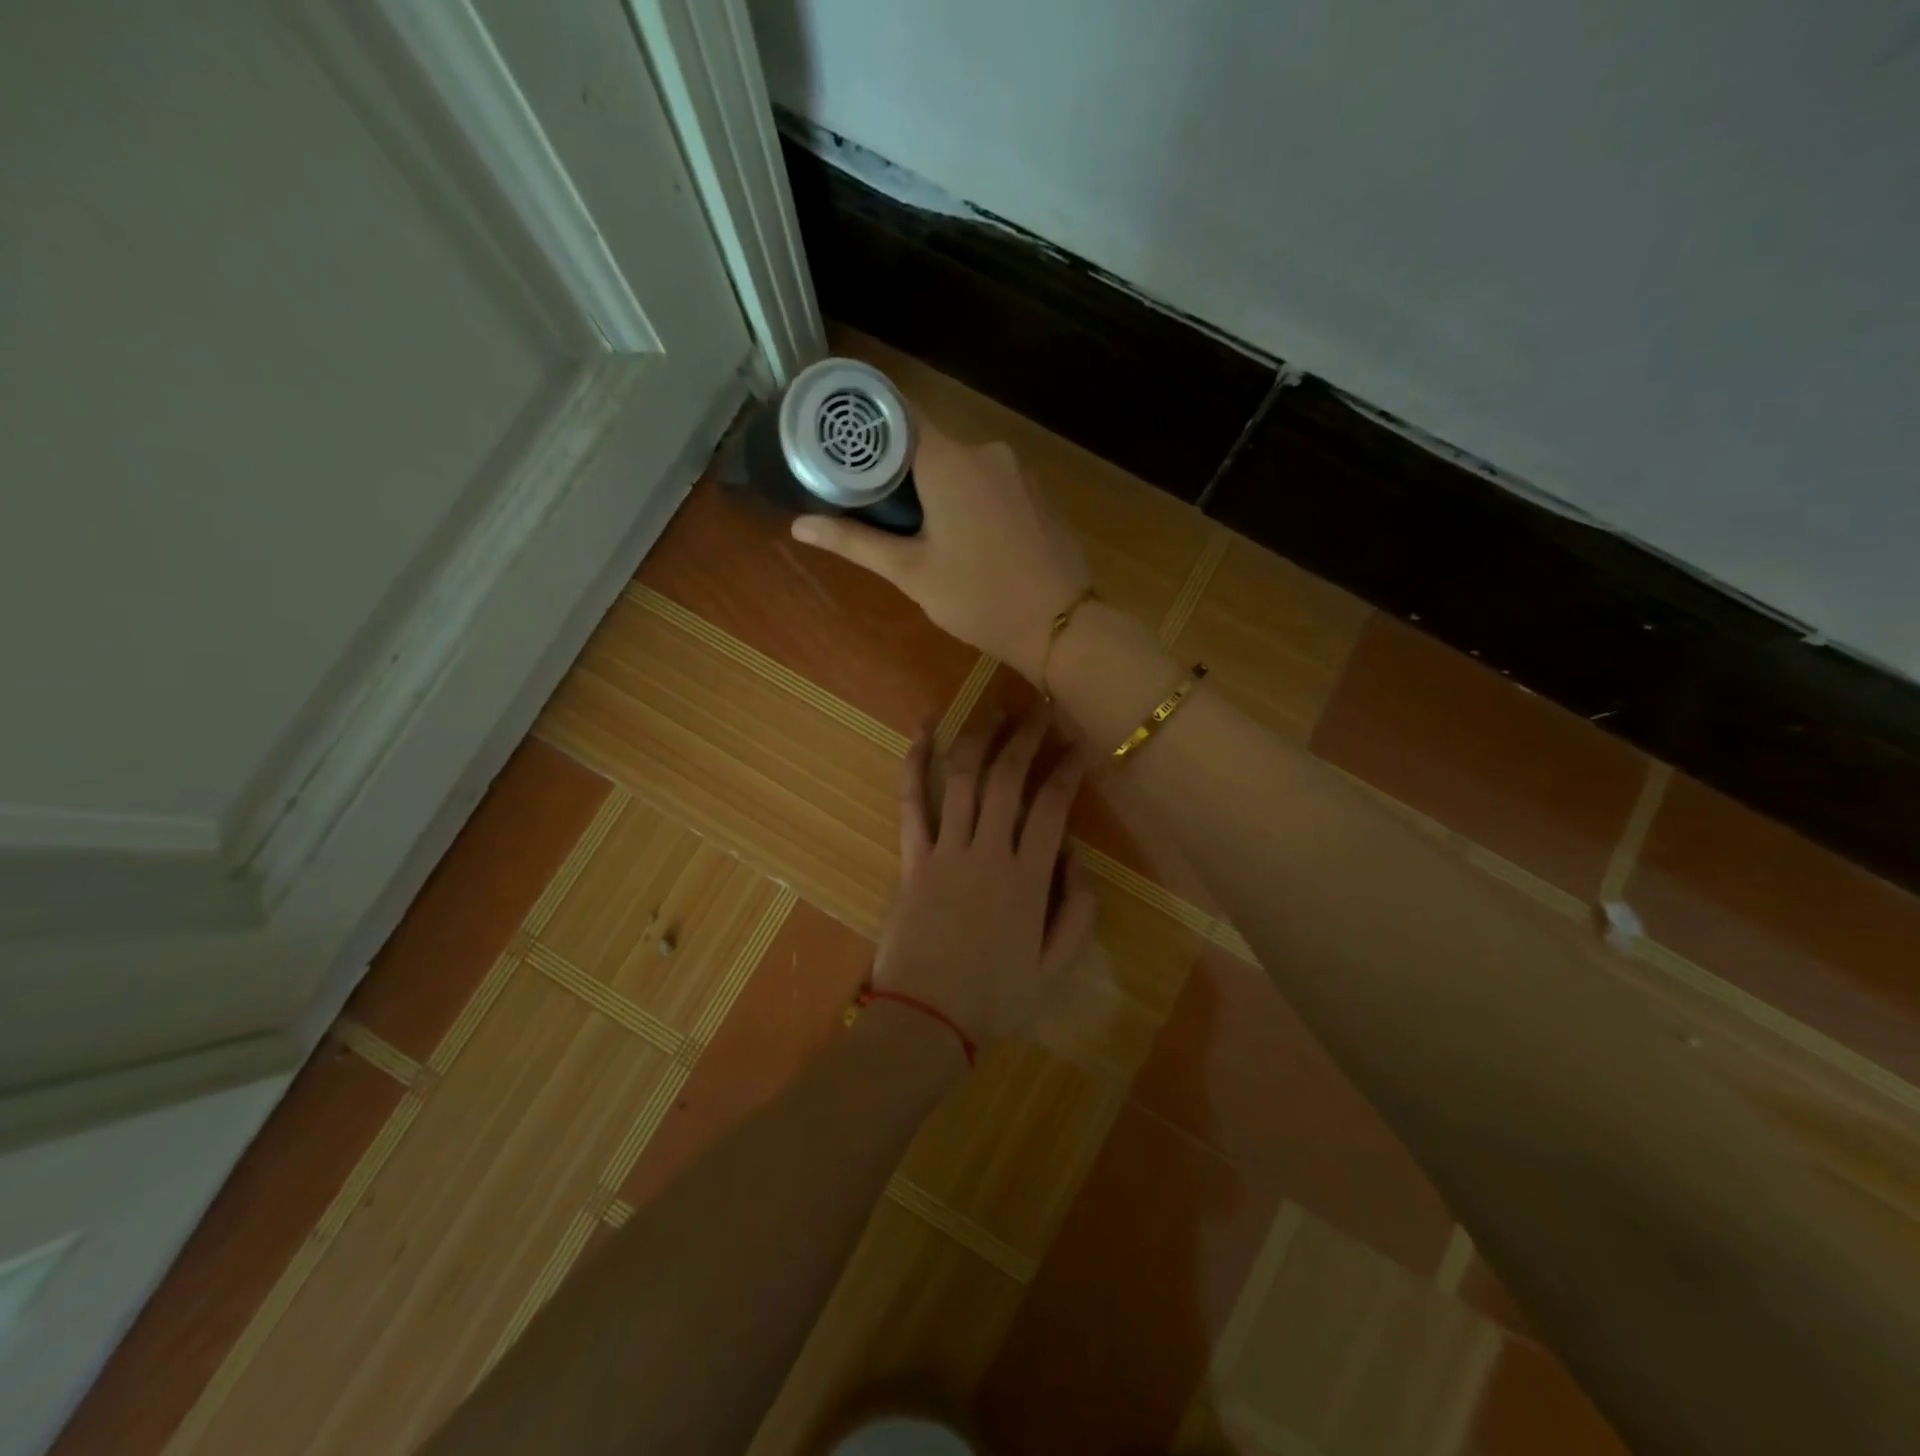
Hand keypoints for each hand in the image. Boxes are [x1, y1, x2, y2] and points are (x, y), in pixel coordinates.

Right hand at [790, 419, 1089, 680]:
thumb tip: (799, 525)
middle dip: (897, 467)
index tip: (839, 445)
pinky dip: (967, 496)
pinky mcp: (1036, 493)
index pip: (896, 415)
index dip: (865, 426)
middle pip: (927, 441)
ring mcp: (1017, 471)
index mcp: (949, 460)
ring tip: (914, 527)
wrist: (1062, 624)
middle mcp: (985, 451)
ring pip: (960, 464)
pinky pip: (989, 480)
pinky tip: (962, 534)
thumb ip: (855, 542)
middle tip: (869, 504)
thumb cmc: (978, 598)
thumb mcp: (911, 572)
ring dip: (934, 485)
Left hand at [872, 708, 1098, 1053]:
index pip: (1052, 807)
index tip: (1078, 743)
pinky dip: (915, 765)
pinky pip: (911, 803)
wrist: (926, 1021)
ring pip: (963, 780)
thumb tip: (1075, 856)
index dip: (1067, 769)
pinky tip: (924, 731)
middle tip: (1039, 707)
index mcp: (1028, 879)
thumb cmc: (995, 999)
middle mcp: (988, 853)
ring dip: (980, 738)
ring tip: (995, 708)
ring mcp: (945, 852)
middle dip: (1026, 737)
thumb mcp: (1057, 968)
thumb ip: (1078, 911)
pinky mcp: (912, 859)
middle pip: (1008, 779)